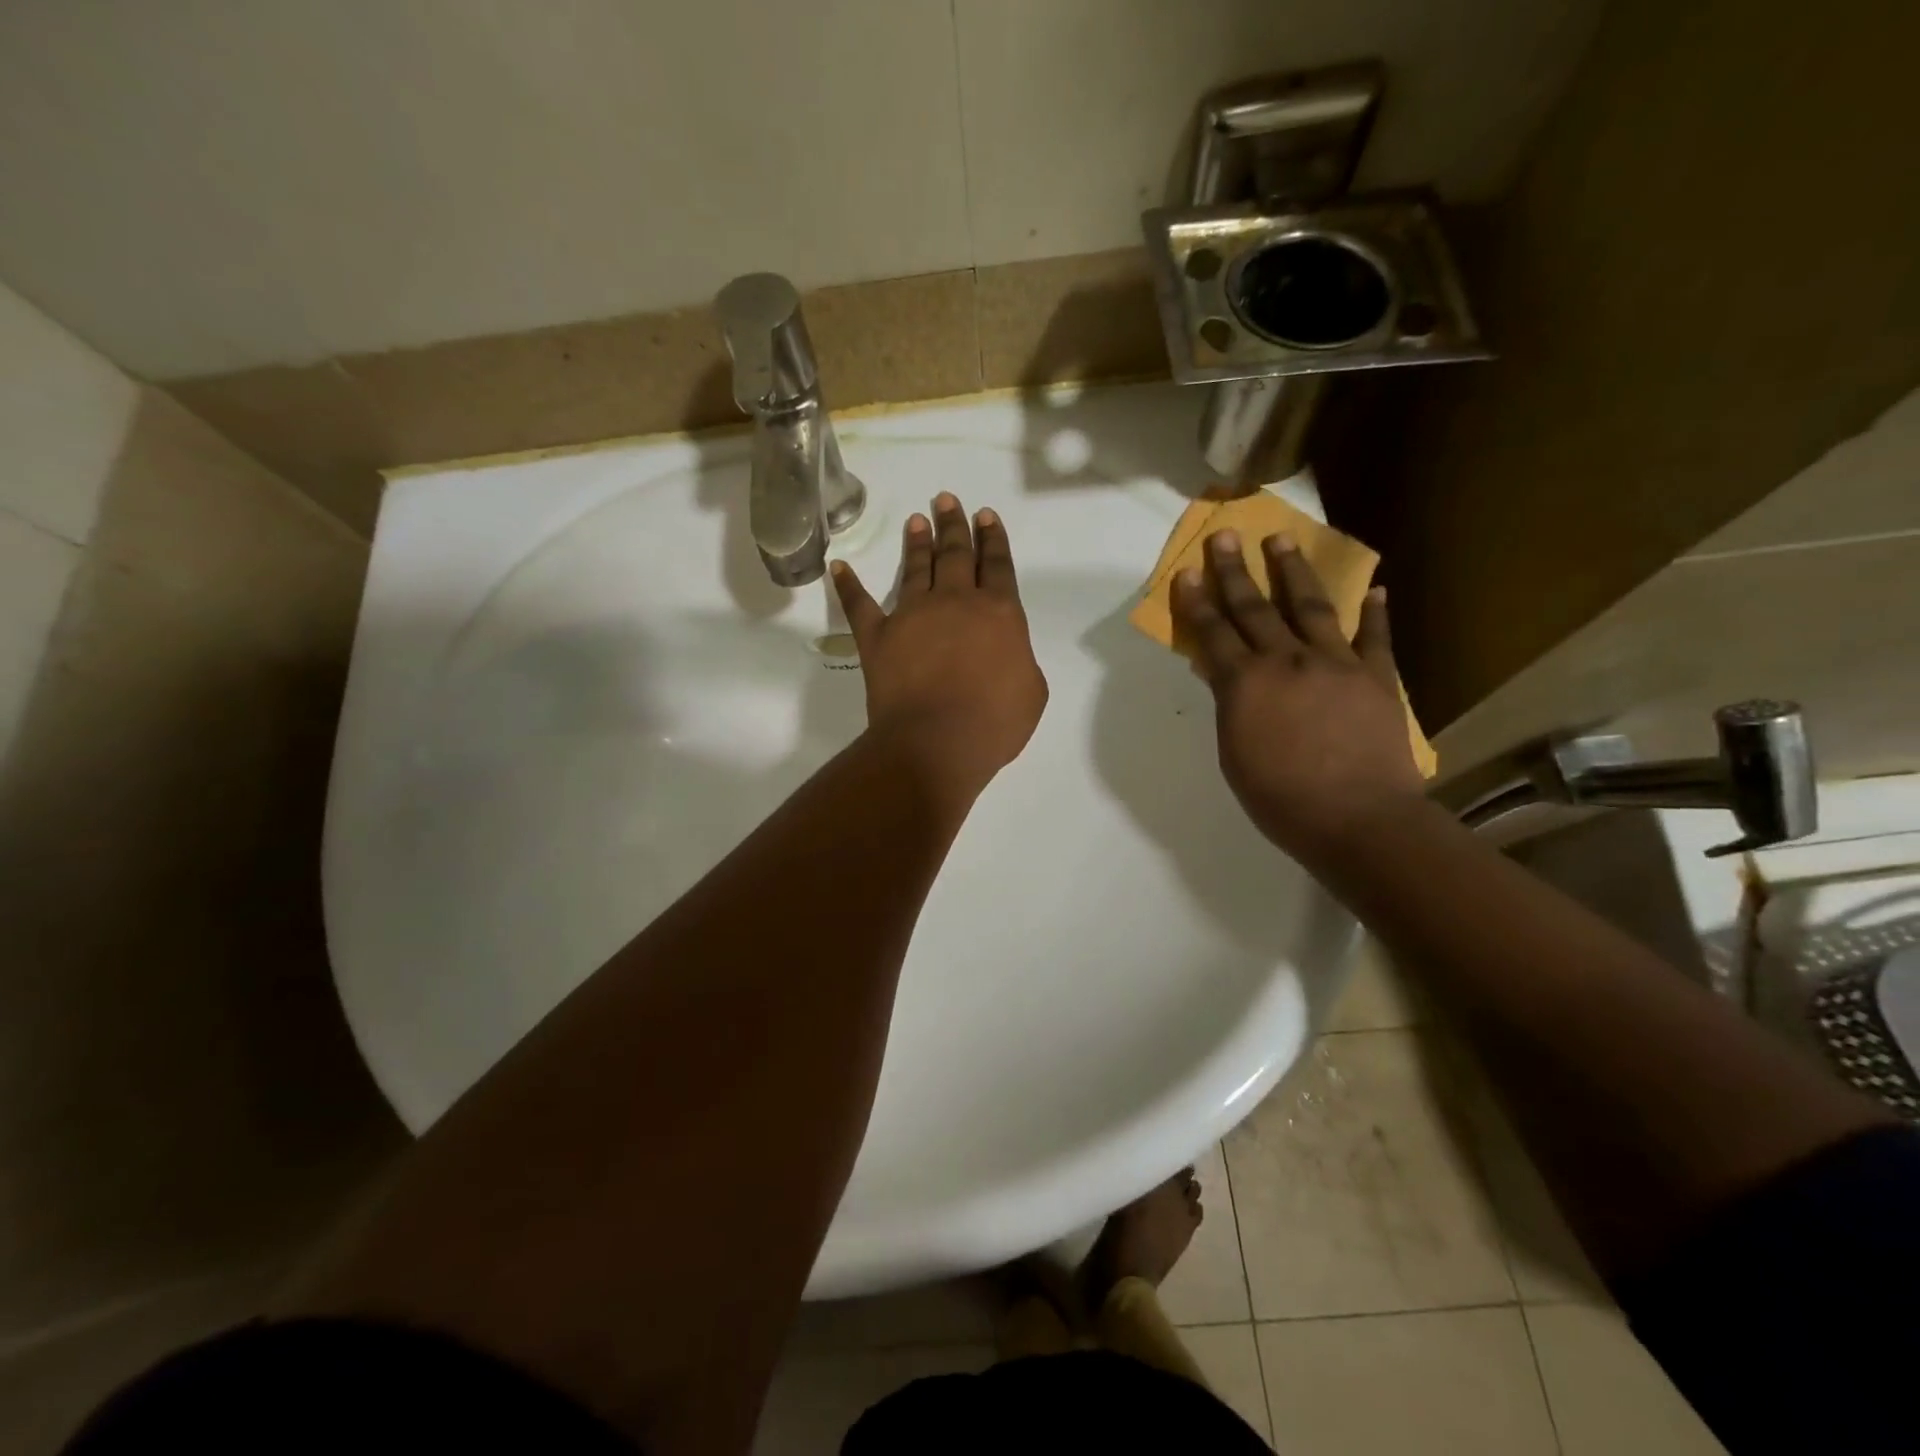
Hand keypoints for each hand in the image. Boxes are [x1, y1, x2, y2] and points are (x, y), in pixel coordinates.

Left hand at [831, 493, 1048, 806]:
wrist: (937, 742)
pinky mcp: (878, 636)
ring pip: (916, 568)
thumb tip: (1006, 652)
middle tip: (947, 499)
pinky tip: (839, 567)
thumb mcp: (1031, 690)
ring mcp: (912, 615)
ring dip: (917, 542)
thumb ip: (1021, 659)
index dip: (993, 538)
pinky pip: (859, 605)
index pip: (997, 565)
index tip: (985, 515)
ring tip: (917, 519)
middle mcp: (955, 602)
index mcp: (998, 612)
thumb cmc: (993, 722)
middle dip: (954, 524)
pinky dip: (848, 586)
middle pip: (956, 554)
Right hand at [1172, 529, 1423, 857]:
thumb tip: (1226, 676)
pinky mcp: (1377, 677)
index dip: (1197, 601)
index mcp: (1245, 684)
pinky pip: (1375, 638)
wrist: (1358, 818)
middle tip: (1226, 535)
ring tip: (1283, 540)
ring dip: (1294, 571)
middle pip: (1255, 608)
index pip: (1214, 633)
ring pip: (1311, 607)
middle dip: (1235, 571)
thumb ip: (1231, 706)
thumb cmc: (1281, 798)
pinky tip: (1374, 589)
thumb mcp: (1234, 754)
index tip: (1187, 571)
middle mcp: (1287, 661)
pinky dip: (1374, 613)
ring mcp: (1336, 664)